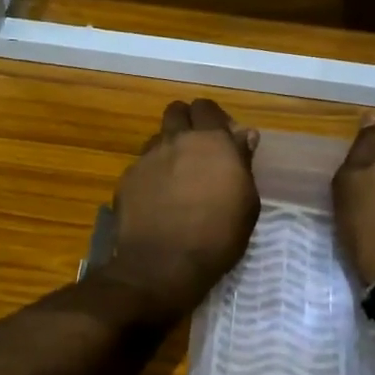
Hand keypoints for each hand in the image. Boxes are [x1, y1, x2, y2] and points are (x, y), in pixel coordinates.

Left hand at [98, 99, 259, 320]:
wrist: (162, 265)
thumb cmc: (217, 237)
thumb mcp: (246, 203)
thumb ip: (243, 162)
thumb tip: (243, 135)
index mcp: (211, 142)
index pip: (207, 108)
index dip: (214, 119)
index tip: (223, 139)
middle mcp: (176, 141)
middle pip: (177, 112)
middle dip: (187, 123)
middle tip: (198, 150)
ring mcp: (147, 158)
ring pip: (158, 137)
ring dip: (169, 147)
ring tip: (177, 176)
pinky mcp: (127, 179)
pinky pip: (142, 165)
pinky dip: (152, 174)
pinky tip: (158, 199)